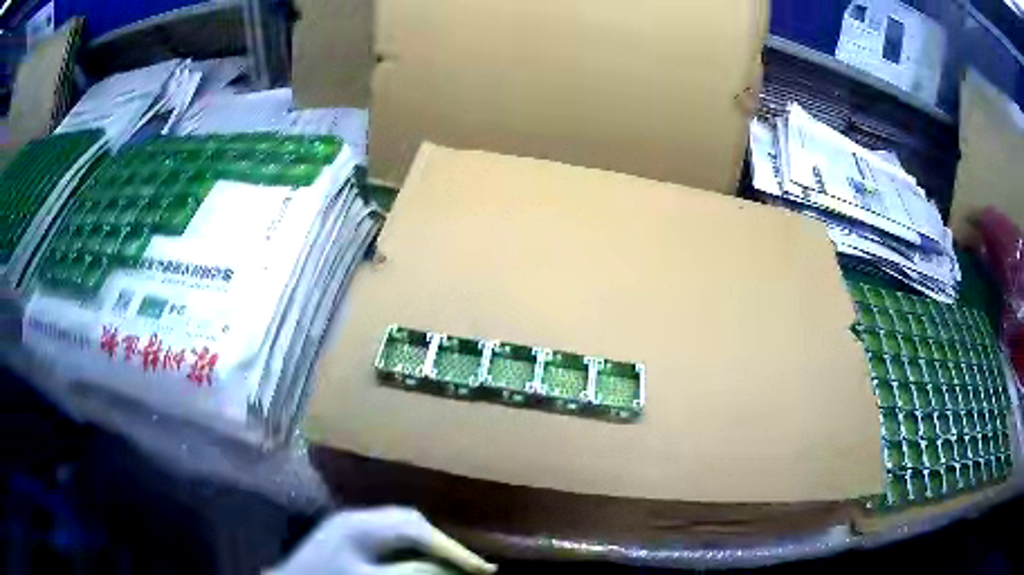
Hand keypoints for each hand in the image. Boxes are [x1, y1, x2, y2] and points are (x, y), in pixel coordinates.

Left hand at [269, 507, 496, 574]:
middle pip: (411, 522)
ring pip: (401, 526)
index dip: (453, 550)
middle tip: (470, 565)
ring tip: (450, 563)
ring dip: (427, 543)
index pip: (417, 532)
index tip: (485, 569)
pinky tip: (417, 560)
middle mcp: (356, 517)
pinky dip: (410, 547)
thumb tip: (449, 567)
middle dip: (442, 543)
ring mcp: (350, 524)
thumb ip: (409, 573)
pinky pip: (388, 535)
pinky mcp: (346, 535)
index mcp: (360, 525)